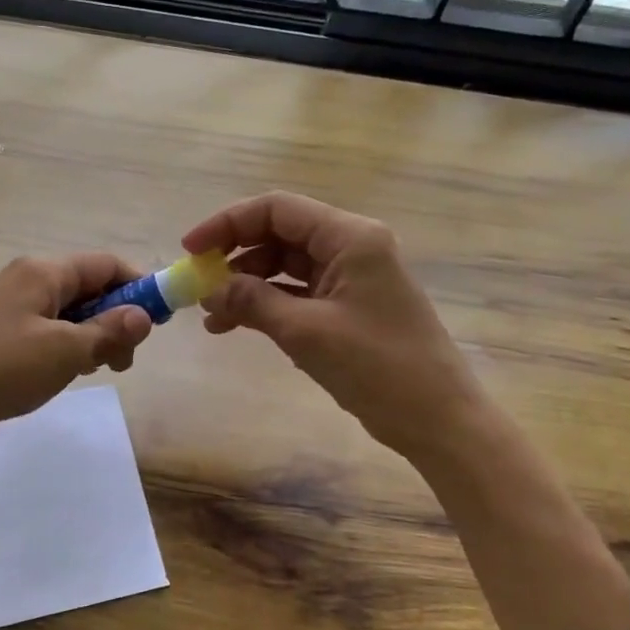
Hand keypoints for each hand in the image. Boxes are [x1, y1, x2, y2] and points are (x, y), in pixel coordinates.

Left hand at [0, 253, 153, 464]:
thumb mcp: (63, 352)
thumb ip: (108, 331)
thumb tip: (144, 315)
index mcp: (41, 272)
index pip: (105, 265)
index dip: (138, 288)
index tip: (159, 323)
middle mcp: (24, 281)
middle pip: (86, 288)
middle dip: (114, 320)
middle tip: (123, 361)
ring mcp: (5, 310)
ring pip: (64, 315)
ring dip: (89, 338)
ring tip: (94, 372)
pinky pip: (41, 334)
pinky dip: (62, 350)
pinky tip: (63, 377)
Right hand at [185, 192, 480, 461]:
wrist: (438, 420)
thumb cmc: (378, 368)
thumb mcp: (306, 332)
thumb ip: (253, 301)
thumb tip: (209, 287)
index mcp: (349, 237)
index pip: (277, 209)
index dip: (228, 223)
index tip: (190, 249)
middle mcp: (351, 246)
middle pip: (279, 233)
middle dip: (235, 256)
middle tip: (198, 283)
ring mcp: (351, 277)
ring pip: (284, 265)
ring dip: (246, 285)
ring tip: (212, 316)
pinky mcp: (348, 305)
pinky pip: (297, 292)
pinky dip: (266, 304)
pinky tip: (236, 326)